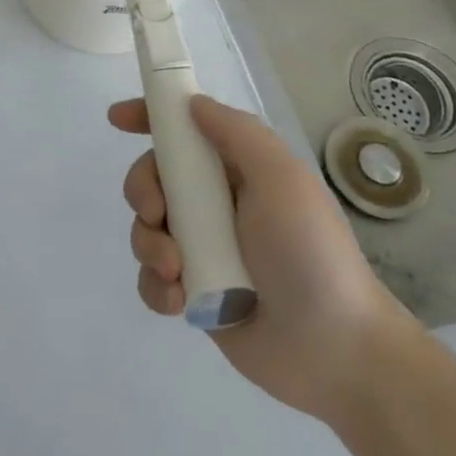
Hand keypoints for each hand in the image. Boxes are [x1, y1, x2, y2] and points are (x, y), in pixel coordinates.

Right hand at [109, 93, 417, 424]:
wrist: (338, 351)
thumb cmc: (310, 252)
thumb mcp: (281, 177)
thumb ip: (236, 132)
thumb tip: (192, 103)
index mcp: (236, 170)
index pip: (183, 130)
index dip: (148, 117)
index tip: (117, 119)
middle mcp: (214, 203)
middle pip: (152, 177)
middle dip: (142, 190)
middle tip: (157, 214)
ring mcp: (202, 250)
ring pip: (145, 228)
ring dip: (149, 244)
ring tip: (176, 272)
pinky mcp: (194, 294)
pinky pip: (151, 279)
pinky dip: (155, 285)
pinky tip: (179, 301)